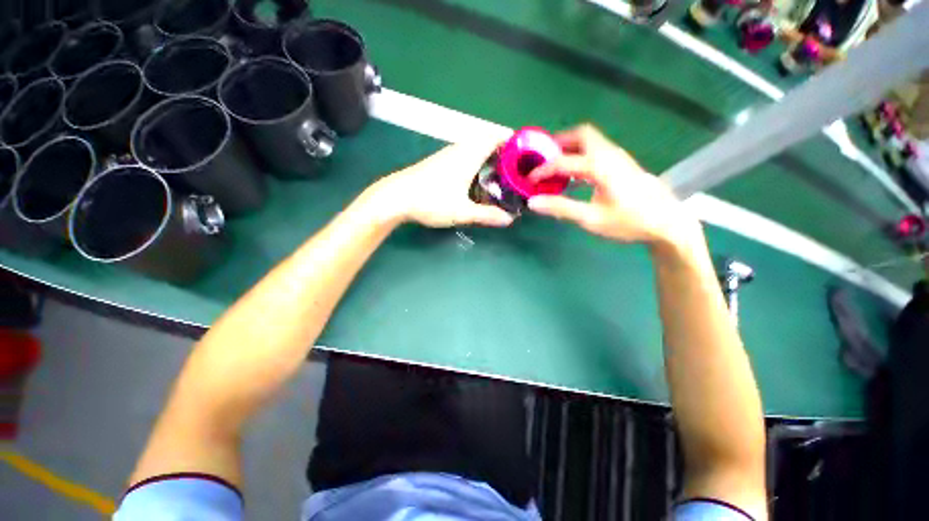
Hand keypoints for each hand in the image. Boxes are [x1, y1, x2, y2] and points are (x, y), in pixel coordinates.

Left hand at [375, 141, 514, 227]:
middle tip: (516, 169)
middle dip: (503, 151)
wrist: (395, 197)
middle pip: (486, 141)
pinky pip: (465, 156)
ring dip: (489, 157)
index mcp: (468, 155)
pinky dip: (477, 162)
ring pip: (474, 149)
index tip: (525, 152)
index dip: (511, 140)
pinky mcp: (439, 163)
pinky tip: (477, 180)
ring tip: (501, 175)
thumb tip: (509, 220)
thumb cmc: (431, 201)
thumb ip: (486, 215)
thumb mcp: (462, 212)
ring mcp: (447, 155)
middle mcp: (459, 150)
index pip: (495, 136)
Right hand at [527, 124, 700, 248]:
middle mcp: (609, 154)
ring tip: (555, 165)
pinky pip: (597, 149)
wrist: (667, 222)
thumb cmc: (629, 221)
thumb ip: (561, 208)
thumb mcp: (591, 219)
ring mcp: (619, 157)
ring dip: (571, 147)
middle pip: (582, 134)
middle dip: (560, 142)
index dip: (542, 170)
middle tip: (544, 158)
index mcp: (600, 166)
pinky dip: (581, 154)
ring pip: (591, 140)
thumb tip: (533, 202)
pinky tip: (575, 173)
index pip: (562, 161)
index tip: (529, 180)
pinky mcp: (623, 163)